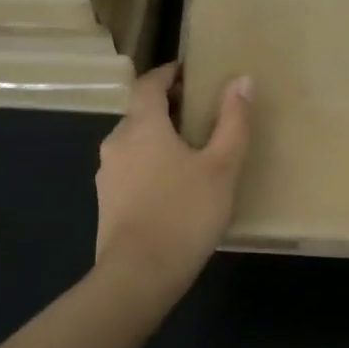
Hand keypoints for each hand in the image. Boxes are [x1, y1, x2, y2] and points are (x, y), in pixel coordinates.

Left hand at [94, 63, 252, 302]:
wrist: (139, 275)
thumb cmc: (184, 213)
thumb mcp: (221, 167)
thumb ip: (233, 122)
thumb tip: (241, 80)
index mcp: (141, 126)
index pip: (148, 83)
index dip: (168, 73)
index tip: (191, 72)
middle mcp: (116, 143)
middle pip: (141, 112)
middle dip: (168, 107)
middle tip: (202, 114)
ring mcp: (107, 175)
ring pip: (135, 143)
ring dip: (159, 138)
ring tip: (193, 152)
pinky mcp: (107, 203)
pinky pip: (131, 169)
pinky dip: (151, 165)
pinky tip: (175, 187)